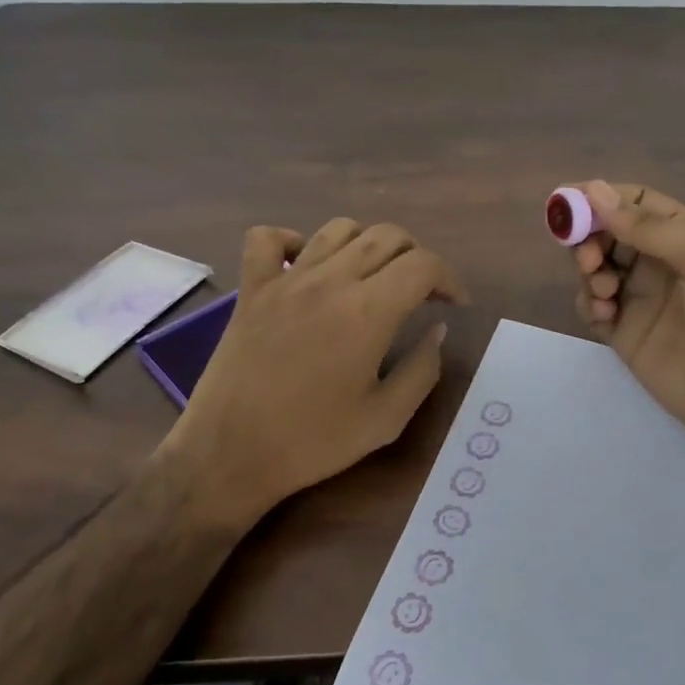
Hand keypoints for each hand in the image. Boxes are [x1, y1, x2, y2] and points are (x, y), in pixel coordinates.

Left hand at [171, 219, 465, 527]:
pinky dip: (292, 240)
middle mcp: (330, 281)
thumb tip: (437, 330)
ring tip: (373, 277)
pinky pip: (267, 238)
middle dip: (417, 257)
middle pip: (387, 236)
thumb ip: (422, 369)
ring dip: (368, 244)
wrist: (229, 455)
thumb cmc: (313, 442)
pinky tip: (306, 267)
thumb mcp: (386, 419)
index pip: (424, 264)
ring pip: (338, 229)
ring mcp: (285, 280)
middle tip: (421, 293)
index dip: (450, 279)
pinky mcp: (251, 289)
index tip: (454, 304)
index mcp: (369, 312)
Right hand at [569, 181, 684, 467]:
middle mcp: (657, 262)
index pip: (632, 202)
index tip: (566, 203)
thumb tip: (593, 191)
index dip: (598, 198)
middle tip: (588, 259)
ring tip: (605, 292)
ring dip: (588, 272)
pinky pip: (592, 308)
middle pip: (606, 234)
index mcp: (682, 235)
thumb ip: (649, 226)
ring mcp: (639, 299)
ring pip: (594, 270)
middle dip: (588, 239)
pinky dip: (588, 305)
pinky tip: (605, 316)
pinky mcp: (625, 334)